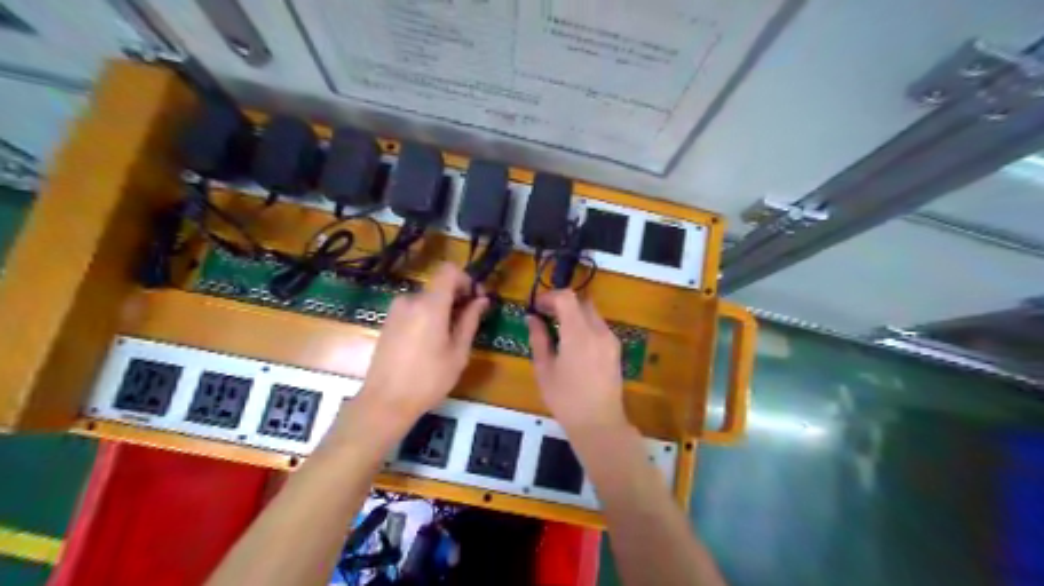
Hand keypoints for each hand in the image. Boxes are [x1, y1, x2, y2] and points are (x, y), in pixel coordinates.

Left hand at [357, 263, 488, 432]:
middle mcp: (410, 300)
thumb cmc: (428, 379)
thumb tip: (482, 300)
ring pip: (427, 298)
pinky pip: (414, 309)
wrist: (385, 402)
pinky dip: (428, 315)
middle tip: (470, 320)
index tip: (476, 299)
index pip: (449, 270)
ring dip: (443, 308)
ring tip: (451, 336)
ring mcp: (396, 310)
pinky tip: (432, 341)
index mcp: (430, 304)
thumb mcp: (458, 352)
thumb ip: (470, 321)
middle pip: (439, 285)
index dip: (466, 279)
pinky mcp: (388, 321)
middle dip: (457, 297)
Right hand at [532, 290, 626, 432]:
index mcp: (579, 333)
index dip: (550, 297)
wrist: (599, 423)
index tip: (536, 307)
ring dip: (574, 314)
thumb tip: (532, 318)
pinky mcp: (616, 349)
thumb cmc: (566, 399)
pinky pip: (599, 326)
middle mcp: (599, 330)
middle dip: (562, 304)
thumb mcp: (544, 369)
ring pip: (591, 313)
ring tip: (557, 331)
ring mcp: (611, 339)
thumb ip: (538, 339)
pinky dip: (584, 325)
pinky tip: (573, 344)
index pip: (567, 297)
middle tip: (544, 316)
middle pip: (581, 302)